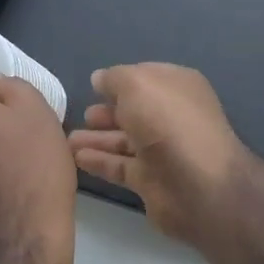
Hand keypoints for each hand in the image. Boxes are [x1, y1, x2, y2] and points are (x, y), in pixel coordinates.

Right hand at [69, 63, 246, 244]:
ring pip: (125, 140)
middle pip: (135, 111)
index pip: (146, 78)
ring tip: (66, 139)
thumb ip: (115, 78)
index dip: (121, 80)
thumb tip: (100, 79)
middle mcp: (173, 117)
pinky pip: (121, 166)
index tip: (94, 85)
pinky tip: (76, 158)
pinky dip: (100, 161)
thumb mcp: (137, 85)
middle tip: (82, 114)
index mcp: (178, 87)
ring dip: (97, 138)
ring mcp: (164, 150)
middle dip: (108, 111)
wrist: (197, 186)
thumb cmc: (168, 123)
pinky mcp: (152, 180)